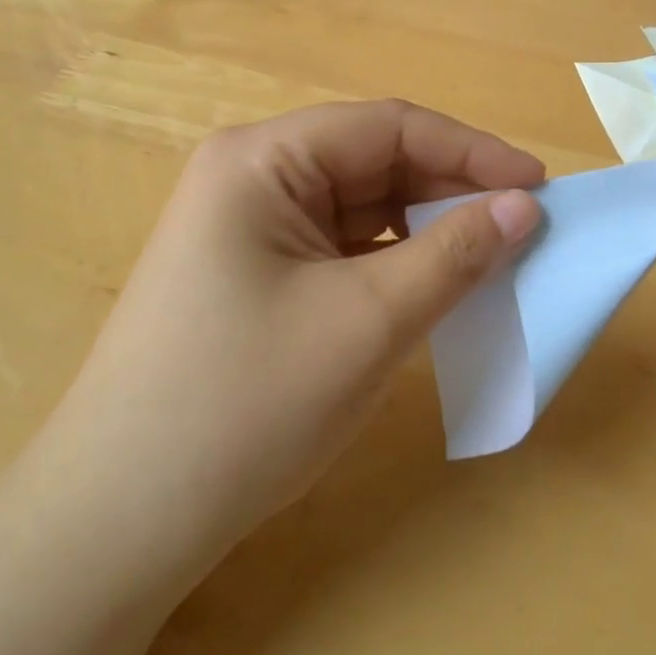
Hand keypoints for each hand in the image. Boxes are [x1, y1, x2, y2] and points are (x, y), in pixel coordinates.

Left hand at [23, 101, 542, 586]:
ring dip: (426, 228)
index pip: (389, 127)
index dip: (471, 151)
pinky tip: (431, 287)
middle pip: (374, 161)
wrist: (116, 527)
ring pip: (362, 206)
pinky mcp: (254, 272)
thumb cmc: (243, 406)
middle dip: (450, 191)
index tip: (539, 187)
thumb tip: (525, 206)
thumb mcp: (368, 322)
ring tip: (487, 258)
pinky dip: (393, 261)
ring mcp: (249, 226)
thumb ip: (455, 254)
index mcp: (263, 159)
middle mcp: (251, 176)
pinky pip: (342, 246)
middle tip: (522, 228)